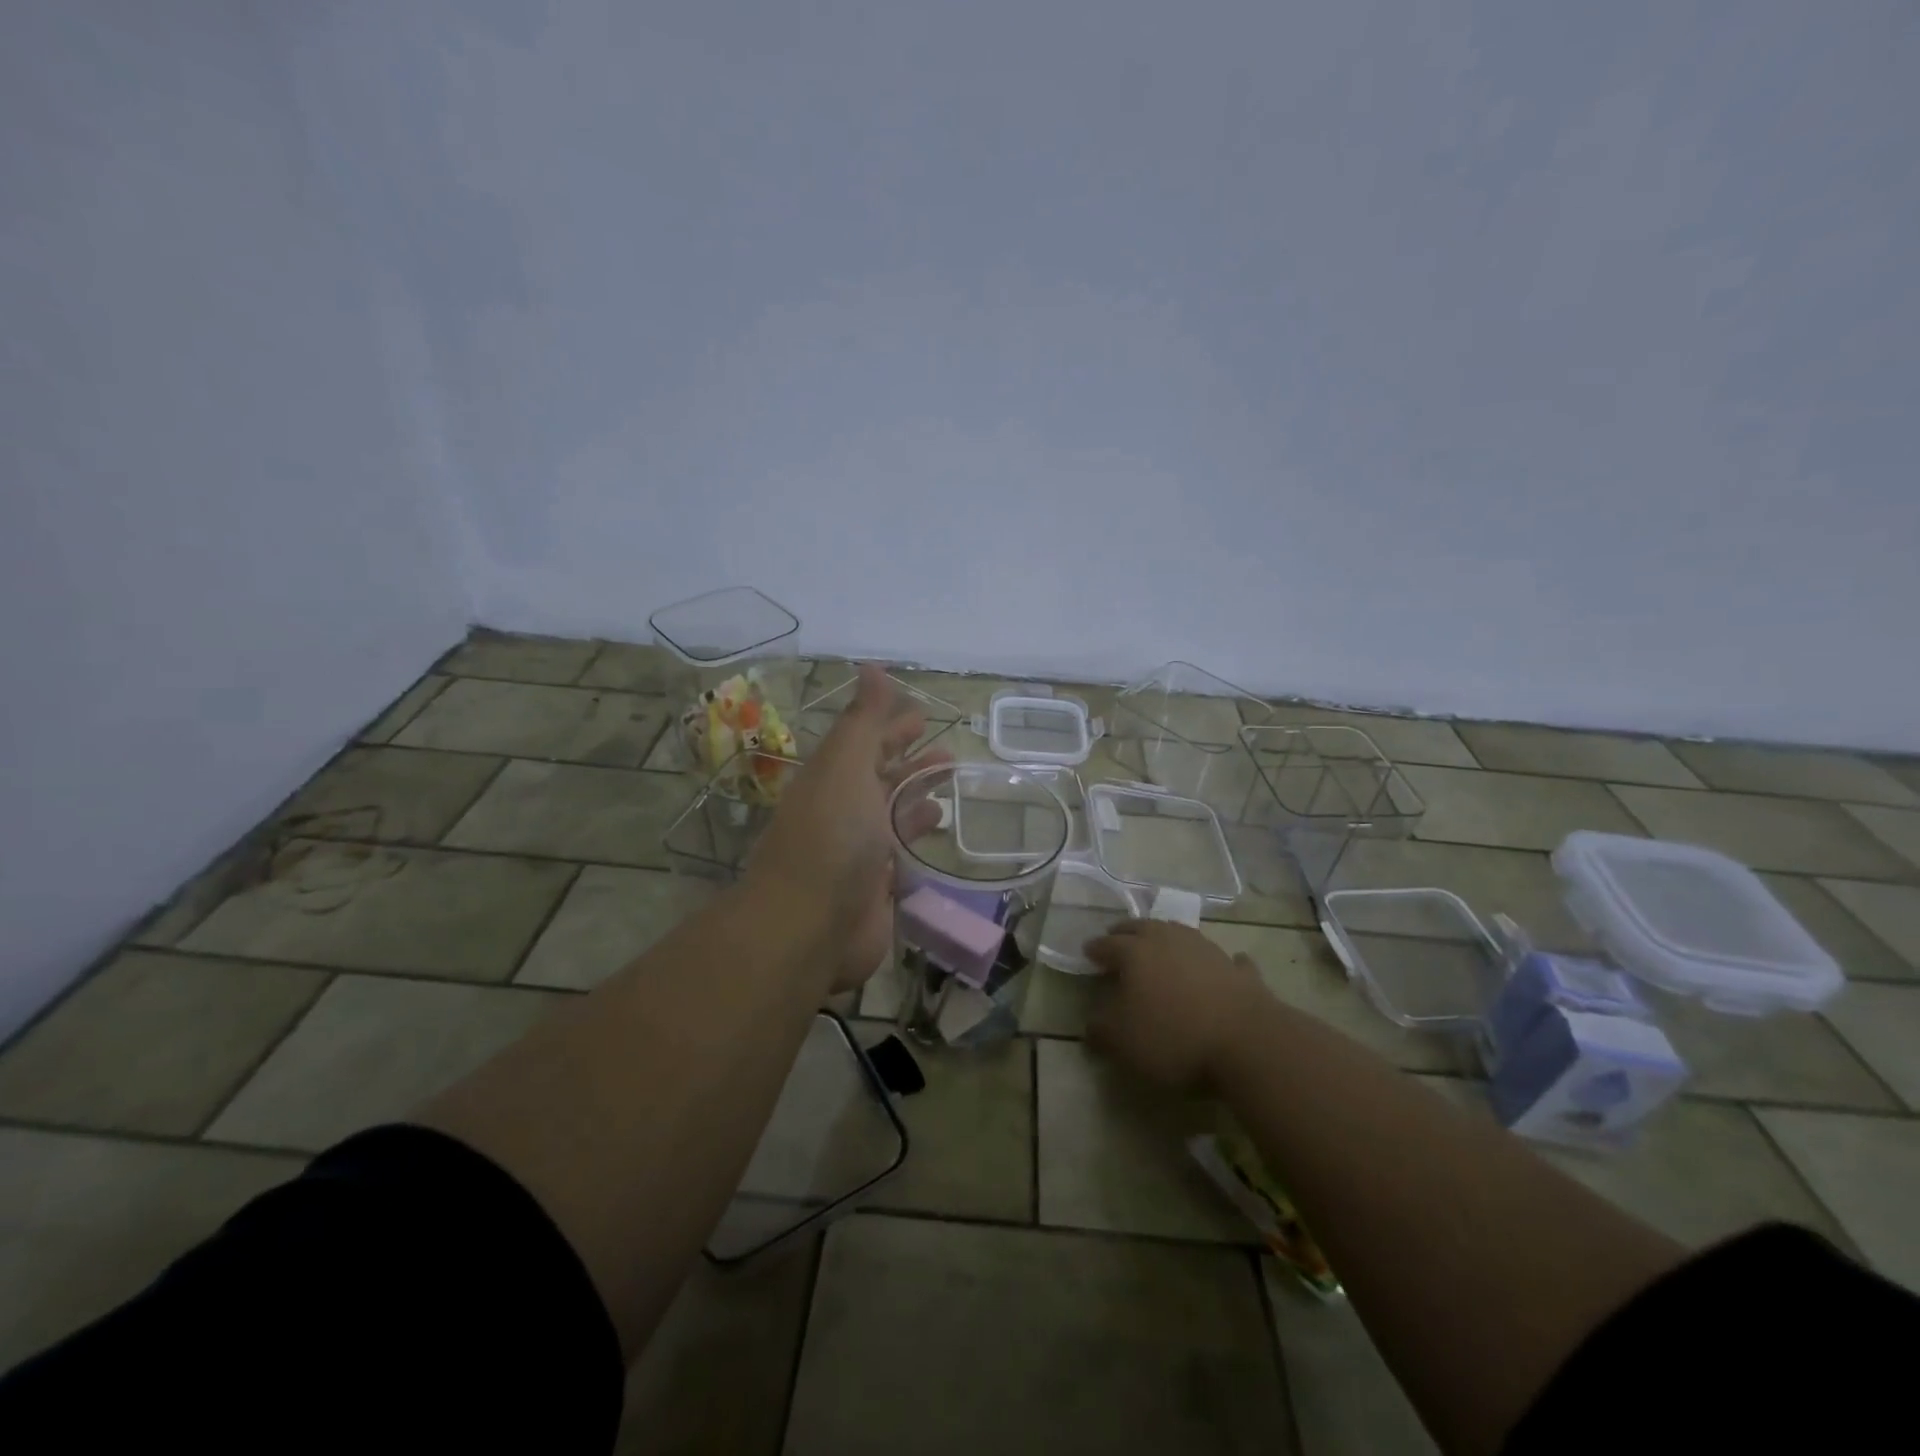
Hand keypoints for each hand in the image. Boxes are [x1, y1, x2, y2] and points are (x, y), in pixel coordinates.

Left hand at [748, 664, 951, 990]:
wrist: (809, 925)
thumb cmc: (831, 835)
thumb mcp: (846, 764)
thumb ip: (864, 719)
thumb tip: (872, 666)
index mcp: (832, 778)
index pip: (866, 743)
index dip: (891, 726)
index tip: (921, 715)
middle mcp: (843, 811)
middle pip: (881, 778)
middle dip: (910, 761)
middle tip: (948, 752)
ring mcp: (859, 851)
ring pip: (893, 814)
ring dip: (918, 795)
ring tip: (949, 782)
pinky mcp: (876, 888)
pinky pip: (903, 853)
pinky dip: (918, 837)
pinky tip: (938, 828)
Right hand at [1084, 921, 1270, 1091]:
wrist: (1247, 1043)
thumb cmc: (1173, 1038)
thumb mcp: (1123, 1042)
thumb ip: (1102, 1029)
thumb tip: (1092, 1021)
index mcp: (1136, 953)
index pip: (1108, 944)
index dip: (1096, 948)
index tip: (1086, 952)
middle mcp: (1169, 941)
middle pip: (1143, 927)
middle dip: (1126, 932)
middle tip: (1117, 937)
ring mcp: (1207, 951)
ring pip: (1180, 933)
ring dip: (1167, 937)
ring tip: (1160, 944)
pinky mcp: (1238, 971)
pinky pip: (1225, 959)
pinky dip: (1216, 961)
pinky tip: (1221, 964)